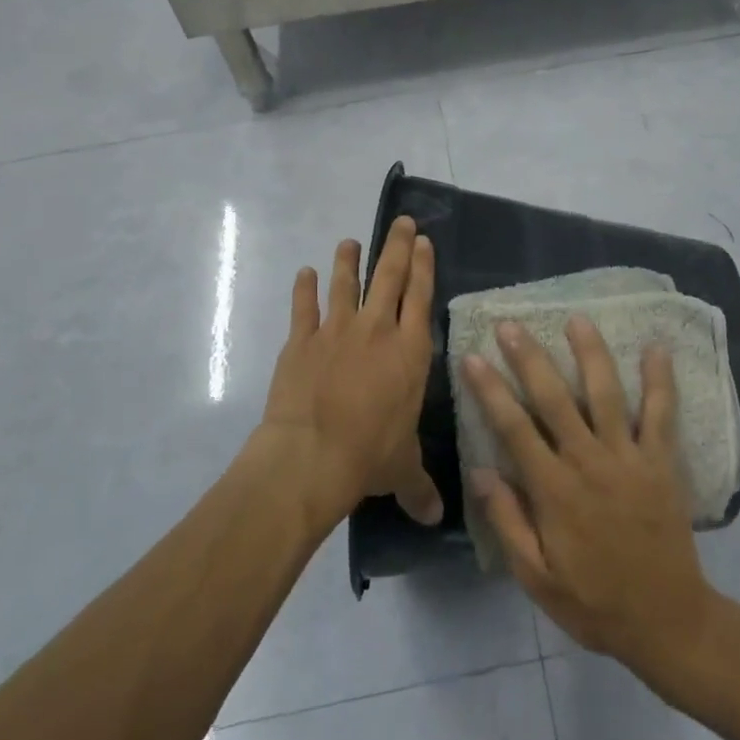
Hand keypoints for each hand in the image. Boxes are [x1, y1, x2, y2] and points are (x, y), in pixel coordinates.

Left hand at [259, 216, 443, 528]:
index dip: (423, 266)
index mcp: (410, 352)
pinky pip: (304, 306)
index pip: (421, 297)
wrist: (311, 455)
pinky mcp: (301, 340)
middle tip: (401, 221)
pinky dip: (303, 288)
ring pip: (345, 283)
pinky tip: (303, 272)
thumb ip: (419, 487)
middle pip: (389, 276)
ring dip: (348, 259)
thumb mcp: (401, 470)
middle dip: (397, 246)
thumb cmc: (368, 455)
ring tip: (350, 240)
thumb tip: (437, 519)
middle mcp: (378, 330)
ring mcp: (337, 330)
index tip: (423, 241)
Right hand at [464, 318, 725, 693]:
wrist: (666, 621)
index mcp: (554, 490)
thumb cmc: (594, 601)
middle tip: (511, 324)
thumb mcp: (536, 576)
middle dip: (529, 358)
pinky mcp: (662, 462)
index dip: (490, 390)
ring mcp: (629, 457)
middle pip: (554, 399)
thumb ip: (507, 522)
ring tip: (577, 319)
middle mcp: (588, 462)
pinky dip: (659, 380)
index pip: (514, 428)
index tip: (473, 357)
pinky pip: (661, 413)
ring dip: (590, 354)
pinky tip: (656, 348)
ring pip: (605, 394)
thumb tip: (477, 471)